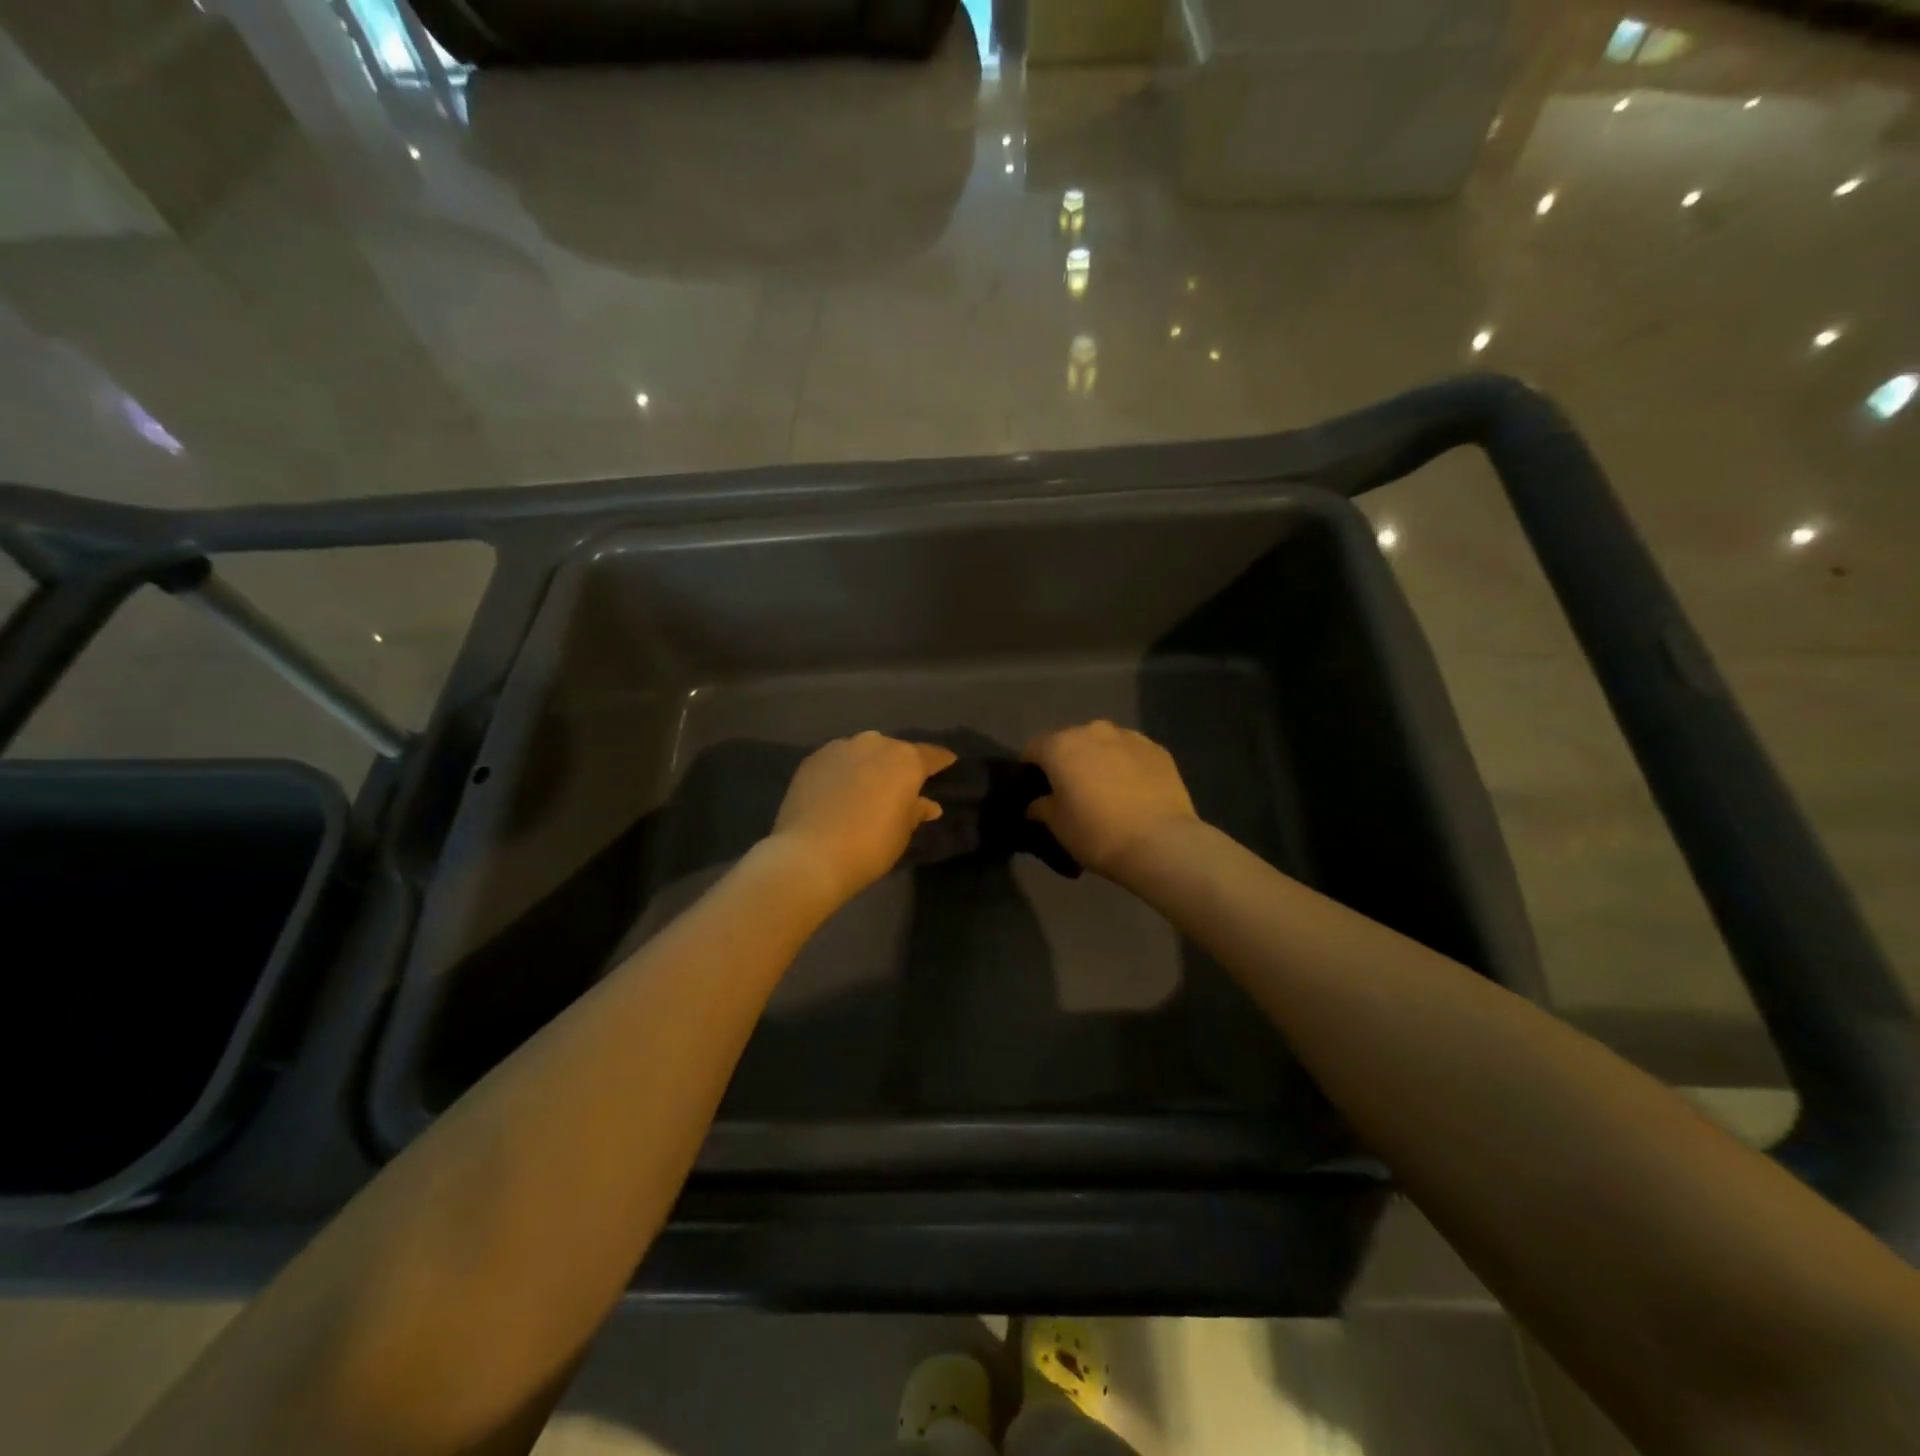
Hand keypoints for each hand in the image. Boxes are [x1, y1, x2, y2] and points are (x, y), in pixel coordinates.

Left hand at [769, 732, 956, 904]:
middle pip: (894, 750)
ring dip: (869, 764)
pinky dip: (843, 771)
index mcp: (905, 760)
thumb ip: (916, 811)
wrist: (810, 855)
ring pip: (863, 751)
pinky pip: (837, 760)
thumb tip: (927, 804)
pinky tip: (840, 790)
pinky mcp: (812, 759)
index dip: (941, 761)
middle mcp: (875, 744)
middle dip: (900, 764)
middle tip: (901, 783)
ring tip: (868, 786)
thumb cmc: (870, 846)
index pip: (931, 755)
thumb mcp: (902, 832)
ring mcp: (840, 748)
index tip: (948, 763)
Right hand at [1023, 721, 1199, 882]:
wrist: (1160, 843)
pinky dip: (1126, 765)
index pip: (1034, 748)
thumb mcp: (1058, 826)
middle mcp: (1093, 731)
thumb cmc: (1097, 834)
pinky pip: (1131, 753)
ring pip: (1104, 743)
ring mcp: (1129, 737)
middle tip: (1072, 789)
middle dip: (1068, 760)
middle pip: (1071, 741)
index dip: (1031, 767)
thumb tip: (1037, 804)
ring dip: (1099, 759)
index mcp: (1061, 746)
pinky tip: (1133, 790)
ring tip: (1105, 788)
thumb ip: (1042, 808)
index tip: (1036, 787)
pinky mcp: (1158, 749)